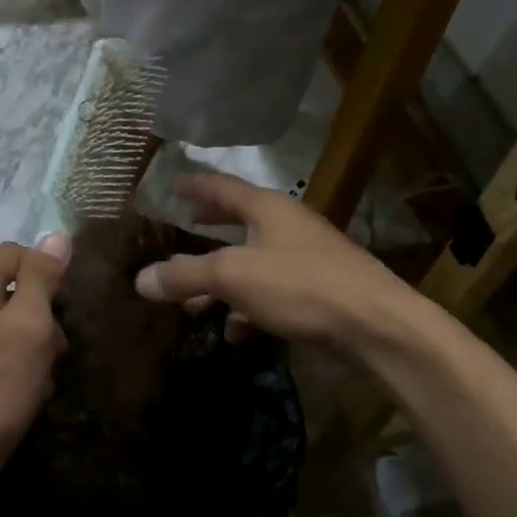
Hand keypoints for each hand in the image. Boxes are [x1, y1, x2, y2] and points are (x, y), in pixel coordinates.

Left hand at [0, 236, 69, 501]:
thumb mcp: (29, 329)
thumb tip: (56, 235)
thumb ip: (41, 278)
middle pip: (11, 286)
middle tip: (56, 350)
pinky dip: (12, 359)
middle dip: (41, 312)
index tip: (65, 309)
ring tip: (41, 376)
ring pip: (4, 318)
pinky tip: (23, 389)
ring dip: (30, 340)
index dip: (47, 272)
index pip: (16, 252)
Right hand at [133, 175, 409, 349]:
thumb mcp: (234, 276)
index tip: (172, 183)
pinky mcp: (318, 293)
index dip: (195, 186)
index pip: (223, 187)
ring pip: (253, 264)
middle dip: (209, 230)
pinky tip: (234, 332)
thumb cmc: (302, 286)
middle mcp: (288, 226)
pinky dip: (248, 308)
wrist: (377, 326)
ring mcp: (306, 259)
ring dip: (222, 282)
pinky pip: (272, 294)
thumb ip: (186, 275)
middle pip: (239, 222)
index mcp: (268, 208)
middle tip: (183, 228)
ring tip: (192, 305)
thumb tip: (140, 279)